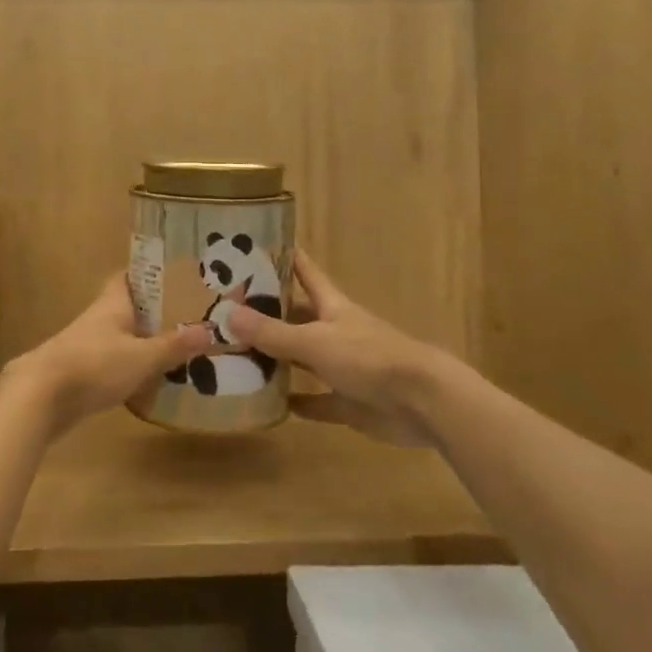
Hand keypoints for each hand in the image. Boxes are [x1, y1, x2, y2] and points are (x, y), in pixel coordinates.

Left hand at [8, 276, 213, 434]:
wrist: (40, 397)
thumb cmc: (95, 365)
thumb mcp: (143, 357)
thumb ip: (174, 346)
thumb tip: (209, 331)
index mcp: (113, 304)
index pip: (129, 276)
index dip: (148, 273)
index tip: (173, 275)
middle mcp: (98, 318)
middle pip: (127, 308)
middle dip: (152, 312)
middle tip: (185, 317)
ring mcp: (85, 345)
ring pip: (119, 336)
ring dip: (141, 341)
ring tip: (173, 350)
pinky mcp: (78, 372)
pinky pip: (110, 362)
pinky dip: (128, 367)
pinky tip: (146, 381)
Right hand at [226, 253, 448, 447]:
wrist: (423, 402)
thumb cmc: (369, 357)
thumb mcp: (315, 341)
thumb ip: (273, 333)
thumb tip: (228, 315)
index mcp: (332, 306)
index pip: (305, 272)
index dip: (284, 257)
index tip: (256, 246)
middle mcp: (336, 331)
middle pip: (298, 316)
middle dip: (269, 313)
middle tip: (229, 311)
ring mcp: (344, 367)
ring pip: (305, 359)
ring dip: (278, 359)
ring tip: (239, 355)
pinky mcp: (350, 402)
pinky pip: (317, 401)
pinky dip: (297, 402)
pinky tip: (271, 404)